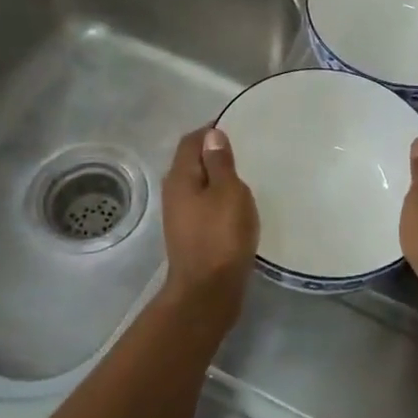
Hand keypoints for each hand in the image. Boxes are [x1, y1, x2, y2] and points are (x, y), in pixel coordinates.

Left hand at [160, 126, 258, 322]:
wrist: (207, 292)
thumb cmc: (221, 236)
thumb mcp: (228, 192)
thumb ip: (219, 163)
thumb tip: (211, 135)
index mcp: (180, 177)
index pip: (191, 141)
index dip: (210, 130)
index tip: (236, 126)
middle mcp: (174, 192)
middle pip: (191, 161)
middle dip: (213, 152)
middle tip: (244, 149)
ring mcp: (180, 215)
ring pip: (197, 184)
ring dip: (216, 177)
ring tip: (244, 175)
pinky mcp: (190, 234)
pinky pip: (203, 204)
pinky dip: (217, 197)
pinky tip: (236, 205)